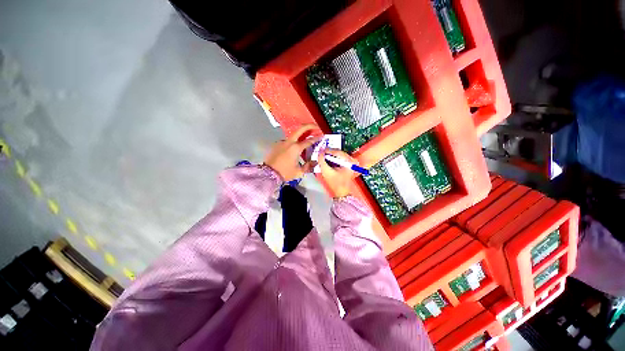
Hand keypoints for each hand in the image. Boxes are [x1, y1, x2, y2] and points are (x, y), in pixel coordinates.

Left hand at [264, 124, 320, 180]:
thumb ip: (309, 166)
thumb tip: (315, 162)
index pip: (309, 140)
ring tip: (306, 138)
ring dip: (301, 134)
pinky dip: (293, 142)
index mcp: (296, 148)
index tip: (322, 136)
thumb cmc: (285, 173)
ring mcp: (282, 142)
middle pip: (300, 129)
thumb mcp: (299, 172)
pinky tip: (294, 148)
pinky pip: (287, 141)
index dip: (316, 138)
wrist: (268, 174)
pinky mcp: (277, 144)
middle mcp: (289, 142)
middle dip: (309, 126)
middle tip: (316, 127)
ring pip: (293, 135)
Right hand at [318, 149, 357, 198]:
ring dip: (330, 156)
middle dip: (329, 153)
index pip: (337, 152)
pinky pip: (340, 158)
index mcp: (349, 162)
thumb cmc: (336, 184)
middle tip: (320, 153)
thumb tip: (319, 151)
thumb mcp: (326, 172)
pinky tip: (328, 160)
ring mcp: (352, 162)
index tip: (320, 150)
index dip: (327, 150)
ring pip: (339, 155)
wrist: (342, 193)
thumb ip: (321, 160)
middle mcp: (352, 160)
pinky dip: (333, 159)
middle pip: (338, 153)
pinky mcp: (350, 164)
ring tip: (323, 157)